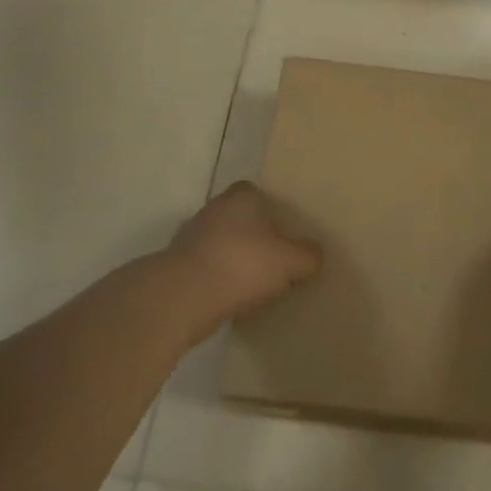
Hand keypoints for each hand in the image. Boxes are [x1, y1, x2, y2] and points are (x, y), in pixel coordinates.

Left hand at [163, 181, 321, 337]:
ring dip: (232, 258)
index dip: (270, 209)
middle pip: (237, 217)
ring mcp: (190, 236)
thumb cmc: (242, 265)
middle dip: (252, 234)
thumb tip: (314, 255)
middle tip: (273, 257)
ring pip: (219, 242)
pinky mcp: (176, 265)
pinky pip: (205, 267)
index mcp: (241, 197)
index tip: (283, 231)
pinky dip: (216, 279)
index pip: (255, 192)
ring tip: (253, 283)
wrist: (182, 298)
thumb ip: (308, 256)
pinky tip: (231, 298)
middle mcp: (213, 209)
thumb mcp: (291, 262)